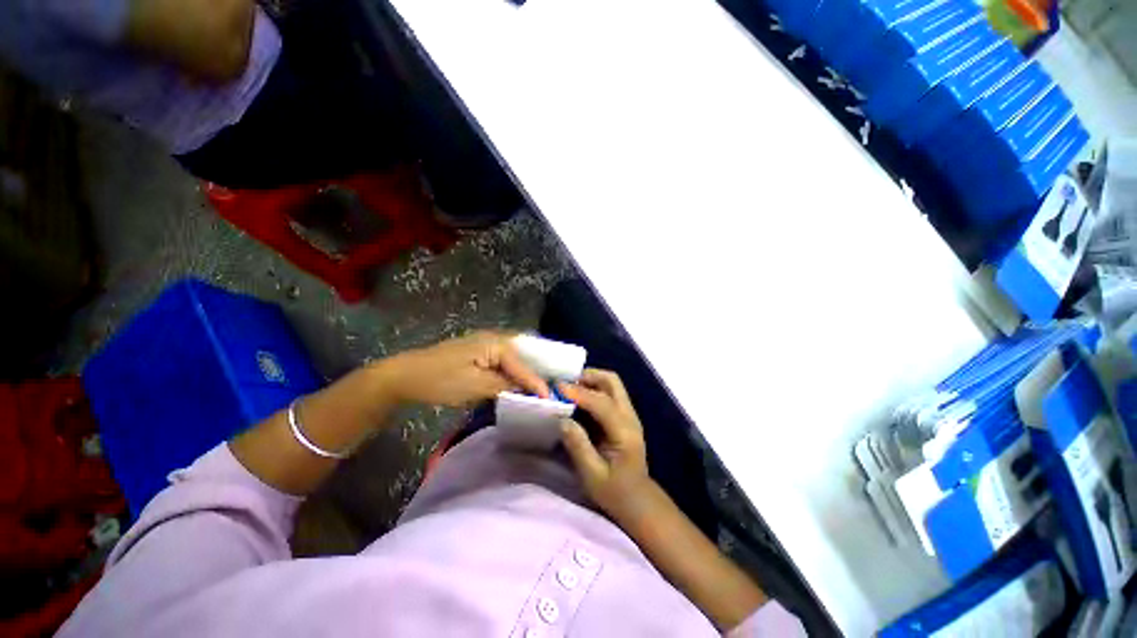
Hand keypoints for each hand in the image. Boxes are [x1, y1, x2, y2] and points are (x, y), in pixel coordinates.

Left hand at [376, 332, 549, 407]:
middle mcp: (494, 338)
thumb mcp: (475, 385)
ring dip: (524, 372)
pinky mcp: (477, 353)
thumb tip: (528, 390)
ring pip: (513, 358)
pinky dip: (512, 372)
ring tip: (539, 387)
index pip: (523, 365)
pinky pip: (502, 361)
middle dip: (536, 372)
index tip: (551, 398)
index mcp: (495, 343)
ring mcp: (484, 344)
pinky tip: (517, 383)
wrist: (404, 376)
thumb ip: (505, 385)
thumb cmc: (440, 380)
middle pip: (523, 356)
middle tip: (551, 388)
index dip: (536, 382)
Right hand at [559, 369, 652, 518]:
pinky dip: (593, 389)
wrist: (638, 500)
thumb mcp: (593, 475)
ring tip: (569, 388)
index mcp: (624, 432)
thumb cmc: (615, 492)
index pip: (602, 403)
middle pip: (612, 382)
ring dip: (591, 381)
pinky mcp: (624, 417)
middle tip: (566, 383)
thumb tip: (562, 420)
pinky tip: (578, 398)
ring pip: (612, 384)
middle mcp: (629, 417)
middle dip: (589, 376)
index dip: (579, 392)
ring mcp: (629, 415)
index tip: (558, 387)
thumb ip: (578, 446)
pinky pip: (609, 393)